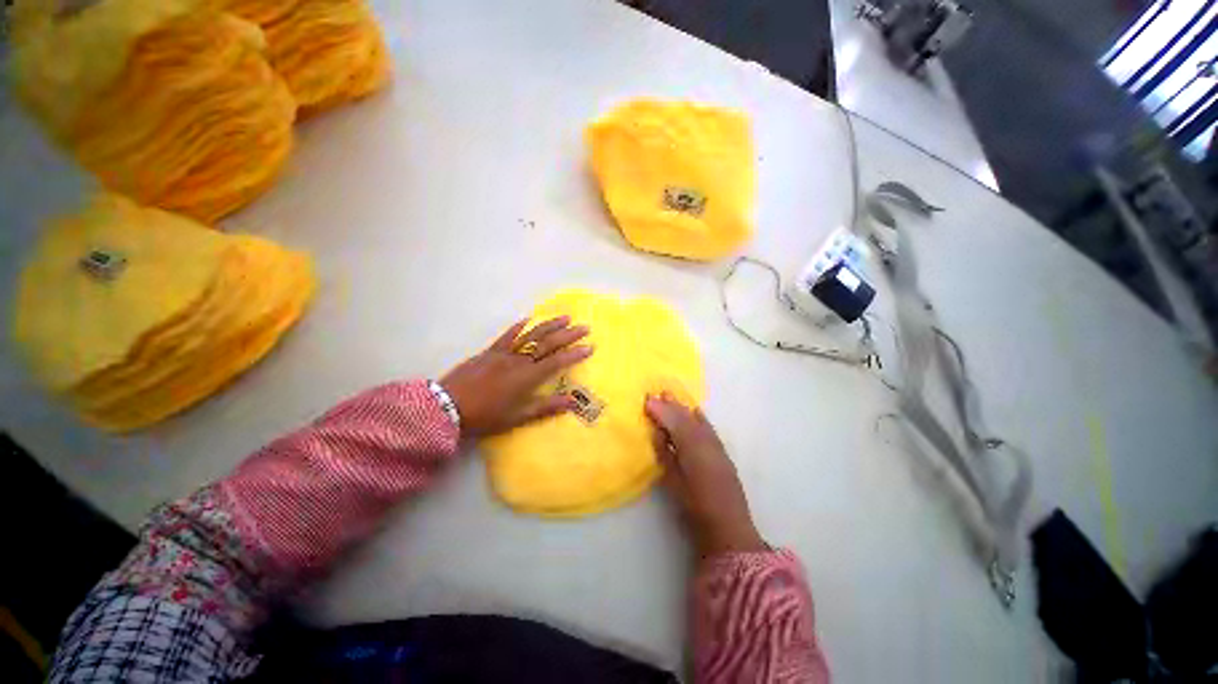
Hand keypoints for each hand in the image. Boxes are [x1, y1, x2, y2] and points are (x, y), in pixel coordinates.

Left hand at [441, 316, 593, 436]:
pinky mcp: (490, 351)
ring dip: (549, 325)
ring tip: (565, 317)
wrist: (447, 407)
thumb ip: (546, 407)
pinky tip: (528, 319)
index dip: (575, 354)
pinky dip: (519, 327)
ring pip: (531, 335)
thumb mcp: (518, 417)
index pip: (557, 361)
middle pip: (548, 344)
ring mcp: (504, 353)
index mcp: (528, 377)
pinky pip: (507, 335)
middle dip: (568, 335)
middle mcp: (519, 360)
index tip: (590, 347)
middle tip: (585, 327)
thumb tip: (572, 402)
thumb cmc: (486, 416)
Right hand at [645, 394, 766, 557]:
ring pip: (697, 420)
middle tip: (656, 393)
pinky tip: (695, 411)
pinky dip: (699, 417)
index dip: (660, 410)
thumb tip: (657, 431)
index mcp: (691, 448)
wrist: (728, 526)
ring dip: (683, 408)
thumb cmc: (695, 507)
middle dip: (670, 404)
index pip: (673, 422)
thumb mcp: (673, 480)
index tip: (647, 399)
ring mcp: (716, 445)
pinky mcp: (722, 451)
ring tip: (670, 396)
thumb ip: (665, 453)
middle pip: (685, 417)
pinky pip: (708, 427)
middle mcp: (705, 441)